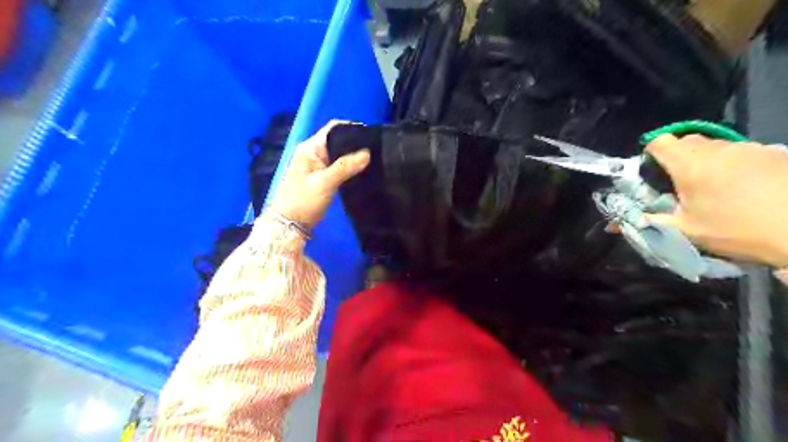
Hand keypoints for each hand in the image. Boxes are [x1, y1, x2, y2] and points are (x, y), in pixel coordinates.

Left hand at [267, 120, 370, 227]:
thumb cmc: (303, 201)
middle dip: (355, 144)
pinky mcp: (321, 178)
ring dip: (353, 157)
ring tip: (374, 160)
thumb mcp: (325, 182)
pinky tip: (362, 172)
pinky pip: (338, 167)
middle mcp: (313, 153)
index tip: (371, 136)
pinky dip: (349, 168)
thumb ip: (345, 166)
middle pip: (337, 141)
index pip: (333, 128)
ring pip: (339, 155)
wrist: (289, 225)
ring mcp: (316, 166)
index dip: (352, 128)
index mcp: (310, 148)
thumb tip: (368, 152)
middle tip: (377, 150)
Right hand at [642, 133, 787, 267]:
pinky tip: (744, 186)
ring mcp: (748, 148)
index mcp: (690, 165)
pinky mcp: (773, 153)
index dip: (650, 154)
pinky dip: (732, 163)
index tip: (653, 173)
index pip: (659, 142)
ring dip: (706, 160)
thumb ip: (648, 222)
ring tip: (714, 188)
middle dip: (677, 158)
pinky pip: (740, 151)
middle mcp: (717, 149)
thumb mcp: (684, 230)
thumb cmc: (734, 230)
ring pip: (714, 146)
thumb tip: (613, 226)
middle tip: (680, 184)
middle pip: (686, 141)